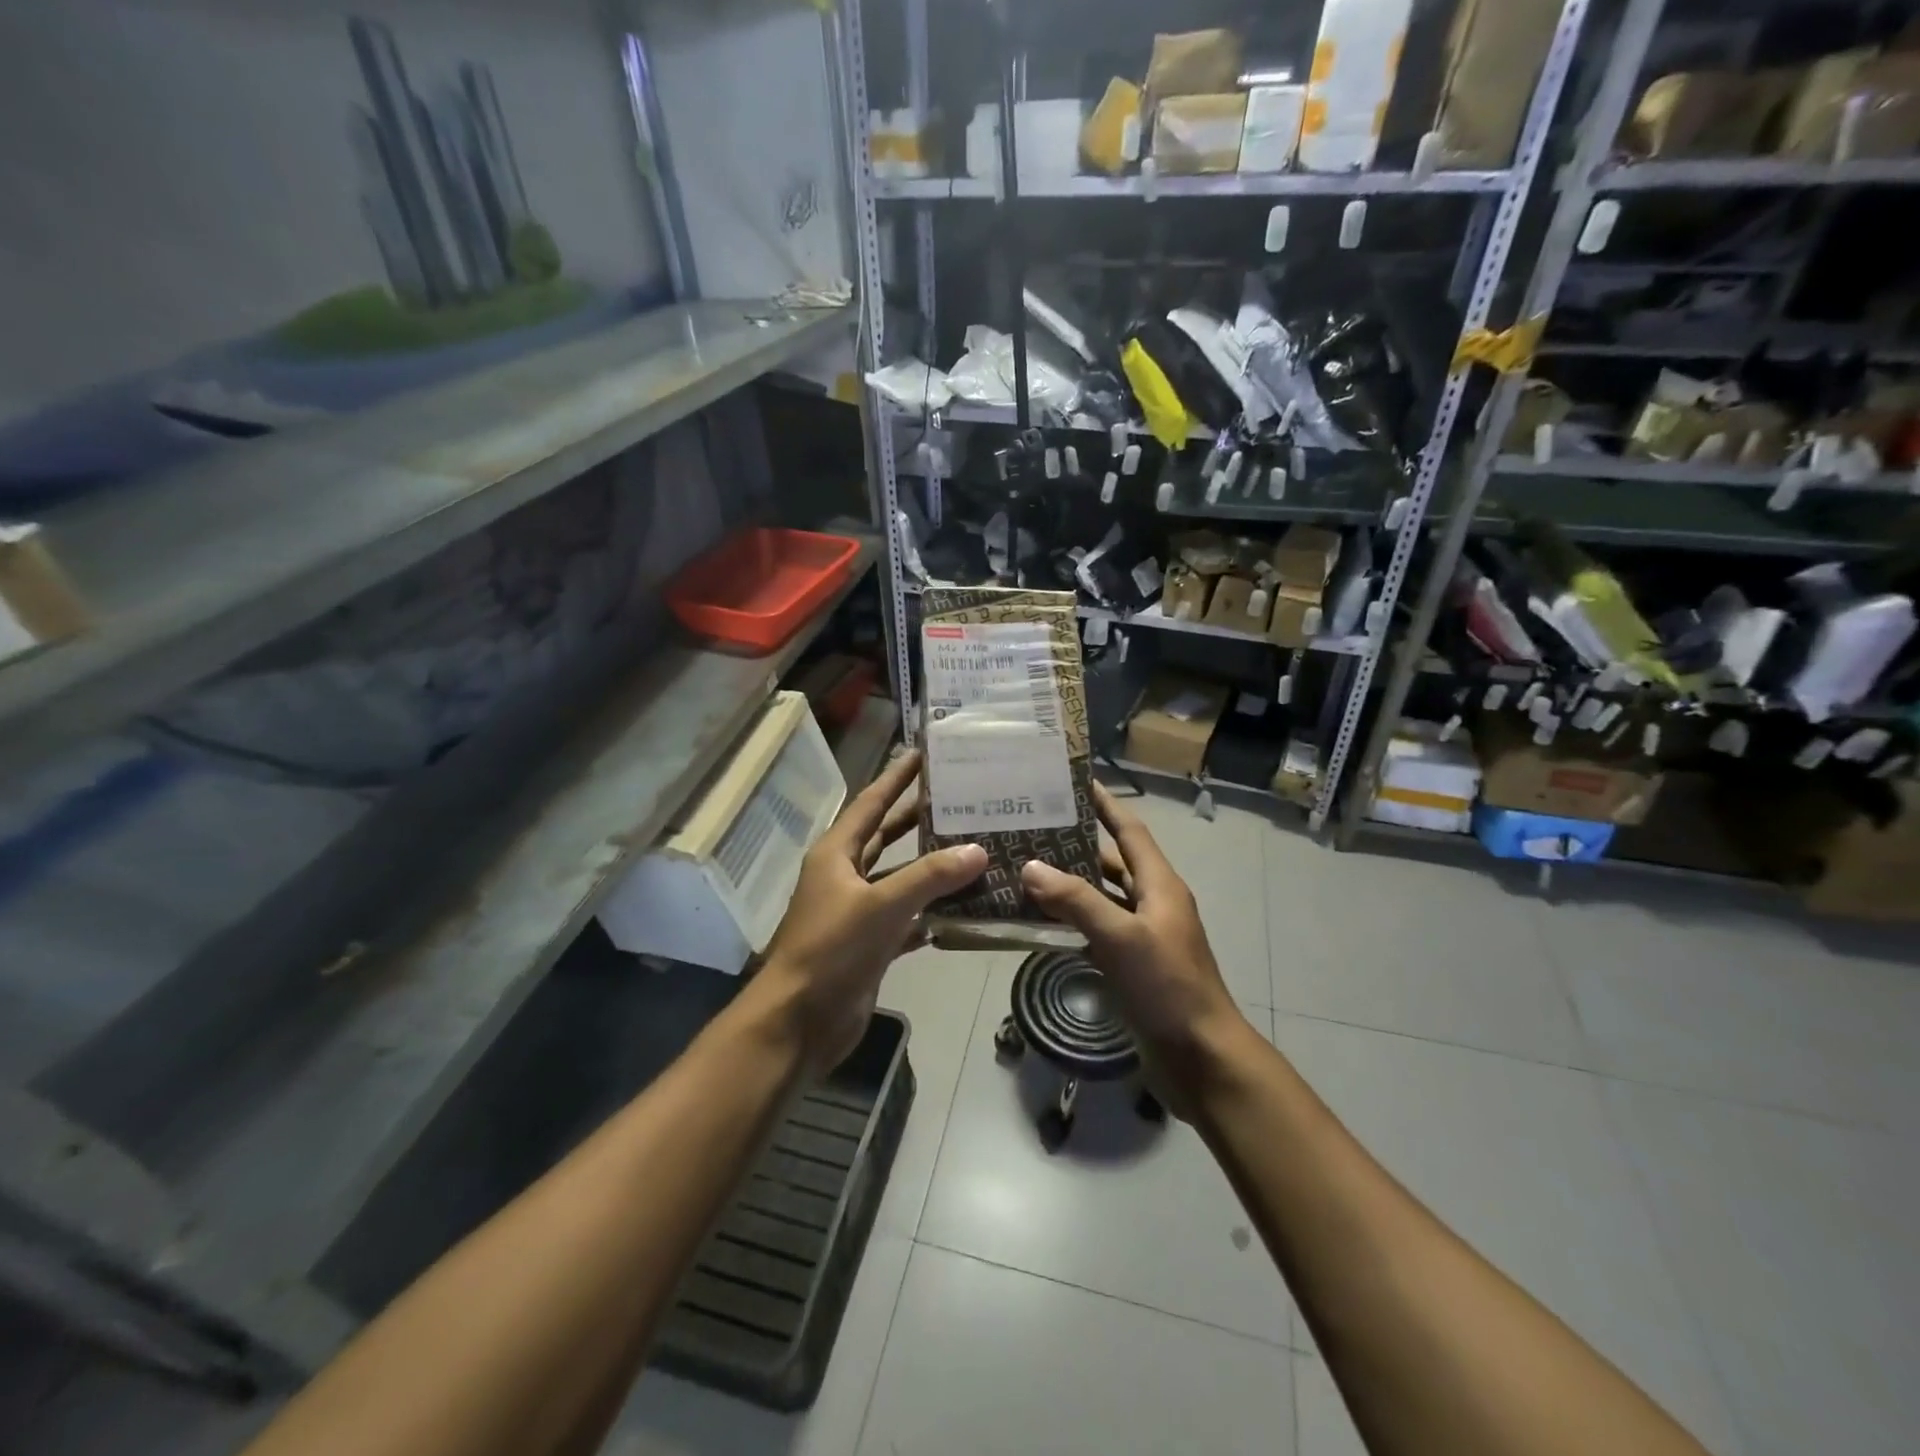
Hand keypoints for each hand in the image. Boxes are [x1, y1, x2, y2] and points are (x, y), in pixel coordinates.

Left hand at [753, 750, 986, 1073]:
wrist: (799, 1022)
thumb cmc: (831, 950)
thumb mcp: (881, 905)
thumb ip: (930, 876)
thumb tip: (978, 849)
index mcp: (836, 854)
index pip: (871, 803)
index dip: (896, 778)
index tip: (923, 754)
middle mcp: (845, 876)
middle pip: (886, 836)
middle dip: (918, 817)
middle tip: (958, 797)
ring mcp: (857, 912)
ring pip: (900, 879)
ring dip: (930, 868)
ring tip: (973, 848)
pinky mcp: (869, 945)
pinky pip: (907, 919)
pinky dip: (931, 913)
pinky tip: (963, 908)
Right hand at [1020, 784, 1253, 1084]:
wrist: (1202, 1059)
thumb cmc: (1168, 988)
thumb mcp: (1121, 938)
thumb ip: (1077, 900)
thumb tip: (1031, 866)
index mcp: (1160, 885)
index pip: (1130, 830)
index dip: (1106, 804)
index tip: (1075, 782)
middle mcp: (1153, 903)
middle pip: (1113, 861)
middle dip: (1077, 844)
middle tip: (1033, 829)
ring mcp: (1143, 936)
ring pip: (1102, 898)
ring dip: (1069, 885)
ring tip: (1025, 870)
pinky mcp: (1133, 966)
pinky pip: (1097, 931)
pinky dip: (1071, 922)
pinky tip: (1039, 922)